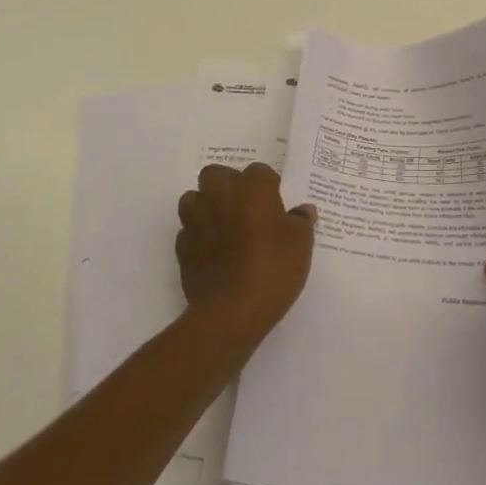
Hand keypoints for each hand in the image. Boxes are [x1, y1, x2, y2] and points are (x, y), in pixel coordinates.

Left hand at [176, 163, 316, 341]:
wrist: (231, 312)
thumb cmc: (272, 268)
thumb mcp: (301, 244)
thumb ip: (301, 221)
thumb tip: (303, 210)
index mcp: (252, 187)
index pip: (260, 171)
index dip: (268, 187)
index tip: (276, 207)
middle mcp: (220, 195)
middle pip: (217, 174)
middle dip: (228, 185)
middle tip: (246, 209)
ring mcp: (196, 220)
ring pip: (194, 199)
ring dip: (206, 206)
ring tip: (224, 227)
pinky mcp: (182, 248)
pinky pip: (188, 231)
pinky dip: (198, 237)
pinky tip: (213, 253)